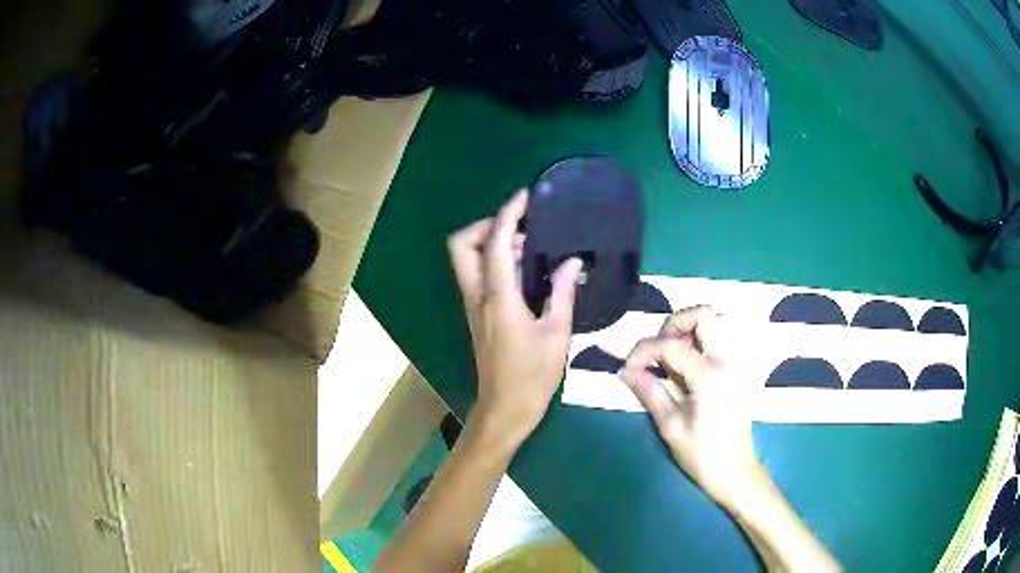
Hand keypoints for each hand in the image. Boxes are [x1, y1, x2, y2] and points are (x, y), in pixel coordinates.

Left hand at [448, 190, 582, 451]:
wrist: (505, 409)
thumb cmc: (533, 376)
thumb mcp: (557, 334)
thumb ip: (563, 293)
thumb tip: (572, 262)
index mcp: (498, 298)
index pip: (494, 244)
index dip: (508, 214)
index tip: (525, 197)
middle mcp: (477, 296)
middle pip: (461, 245)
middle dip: (485, 225)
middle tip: (520, 227)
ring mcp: (473, 306)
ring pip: (466, 259)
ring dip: (491, 243)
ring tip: (530, 246)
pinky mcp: (477, 315)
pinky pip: (477, 275)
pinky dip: (494, 261)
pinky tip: (524, 269)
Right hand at [618, 306, 761, 507]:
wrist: (735, 471)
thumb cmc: (701, 455)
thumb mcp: (670, 426)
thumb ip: (649, 392)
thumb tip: (625, 371)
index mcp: (710, 376)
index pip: (670, 344)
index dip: (643, 351)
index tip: (629, 368)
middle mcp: (730, 360)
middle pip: (704, 314)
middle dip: (674, 324)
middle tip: (658, 350)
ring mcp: (741, 362)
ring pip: (718, 322)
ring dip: (691, 330)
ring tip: (674, 357)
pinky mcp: (744, 369)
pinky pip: (725, 338)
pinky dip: (705, 341)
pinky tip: (693, 366)